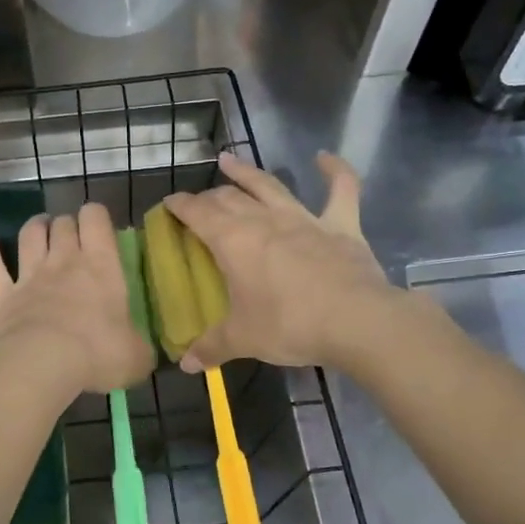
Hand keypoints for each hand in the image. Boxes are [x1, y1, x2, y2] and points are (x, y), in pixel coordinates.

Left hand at [0, 203, 154, 396]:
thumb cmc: (97, 355)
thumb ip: (139, 348)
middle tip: (72, 236)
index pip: (96, 220)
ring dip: (36, 226)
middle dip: (68, 224)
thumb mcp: (136, 357)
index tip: (99, 227)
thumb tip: (142, 353)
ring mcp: (28, 275)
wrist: (42, 364)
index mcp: (101, 267)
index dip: (96, 216)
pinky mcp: (0, 294)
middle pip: (63, 225)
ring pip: (30, 235)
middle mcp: (64, 261)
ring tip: (41, 225)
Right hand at [164, 152, 403, 372]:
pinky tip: (324, 157)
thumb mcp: (243, 339)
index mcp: (233, 241)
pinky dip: (334, 170)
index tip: (168, 204)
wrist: (356, 321)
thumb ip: (212, 348)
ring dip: (247, 172)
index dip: (180, 206)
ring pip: (270, 186)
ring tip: (229, 160)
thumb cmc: (290, 325)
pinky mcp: (341, 225)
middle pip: (229, 198)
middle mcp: (264, 220)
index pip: (197, 213)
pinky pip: (340, 189)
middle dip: (209, 197)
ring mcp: (304, 218)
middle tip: (200, 203)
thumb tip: (186, 365)